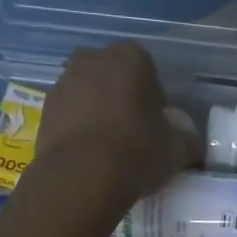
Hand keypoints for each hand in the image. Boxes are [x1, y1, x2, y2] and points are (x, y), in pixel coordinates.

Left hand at [29, 42, 201, 214]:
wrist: (79, 178)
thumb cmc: (136, 152)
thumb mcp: (177, 150)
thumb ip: (188, 140)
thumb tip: (192, 144)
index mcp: (130, 57)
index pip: (149, 71)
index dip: (155, 99)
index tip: (157, 126)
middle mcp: (92, 59)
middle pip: (114, 78)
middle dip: (123, 99)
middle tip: (134, 134)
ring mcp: (63, 82)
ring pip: (89, 94)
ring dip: (98, 112)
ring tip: (110, 149)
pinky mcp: (43, 110)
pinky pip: (69, 115)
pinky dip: (79, 129)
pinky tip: (89, 156)